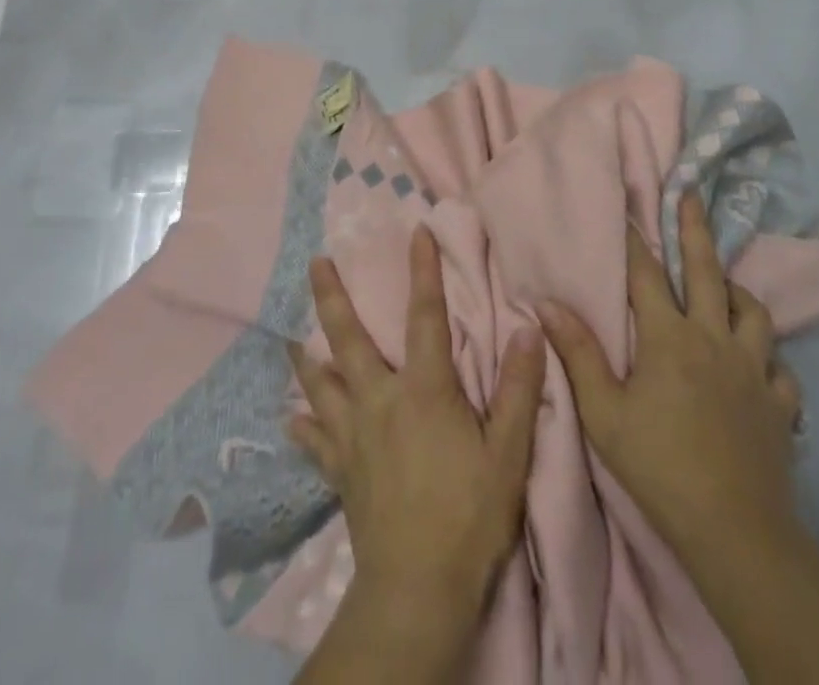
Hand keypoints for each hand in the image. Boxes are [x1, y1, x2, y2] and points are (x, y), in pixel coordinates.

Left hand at [287, 225, 547, 619]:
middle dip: (332, 296)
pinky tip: (292, 420)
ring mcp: (353, 435)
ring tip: (290, 335)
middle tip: (315, 262)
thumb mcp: (508, 453)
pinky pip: (315, 442)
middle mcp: (380, 400)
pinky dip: (304, 427)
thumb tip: (528, 331)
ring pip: (321, 383)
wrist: (418, 588)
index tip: (415, 230)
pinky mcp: (340, 471)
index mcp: (423, 389)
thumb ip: (518, 390)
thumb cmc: (469, 515)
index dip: (423, 270)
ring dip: (306, 356)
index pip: (426, 315)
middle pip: (349, 339)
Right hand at [538, 193, 804, 557]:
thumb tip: (547, 303)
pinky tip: (759, 365)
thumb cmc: (659, 466)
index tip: (626, 205)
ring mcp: (753, 371)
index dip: (633, 239)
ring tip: (725, 285)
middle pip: (707, 272)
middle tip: (692, 196)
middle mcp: (714, 340)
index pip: (646, 274)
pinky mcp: (779, 405)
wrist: (734, 531)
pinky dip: (768, 358)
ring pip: (753, 313)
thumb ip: (578, 353)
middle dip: (696, 230)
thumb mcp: (603, 412)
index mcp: (669, 337)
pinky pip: (781, 369)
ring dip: (737, 292)